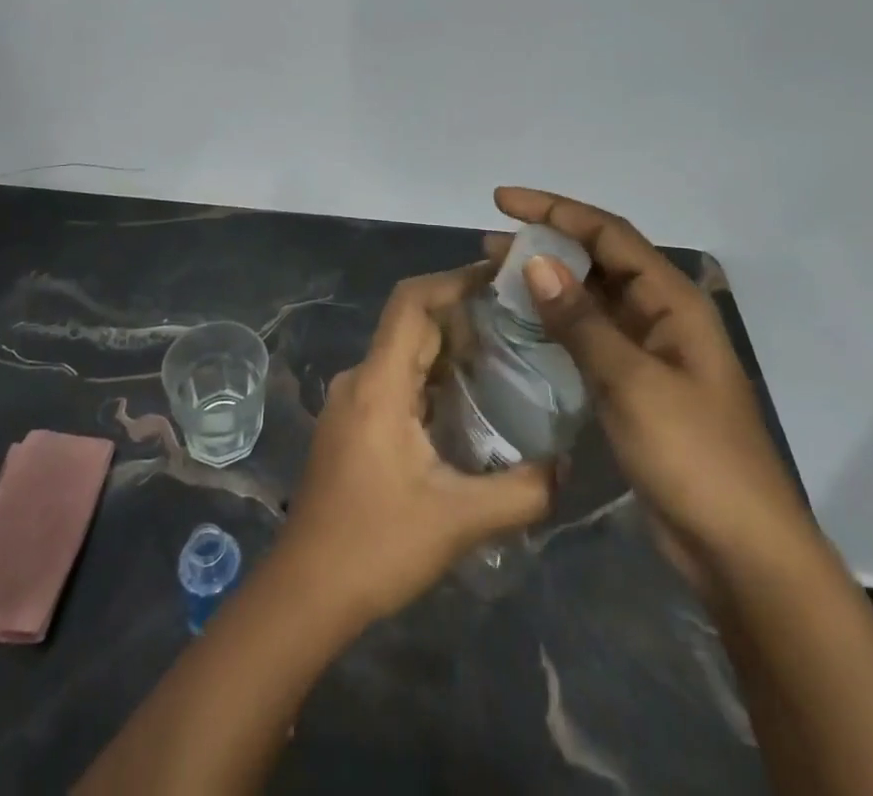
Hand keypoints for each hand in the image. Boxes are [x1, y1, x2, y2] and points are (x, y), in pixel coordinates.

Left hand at [276, 264, 555, 623]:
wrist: (305, 594)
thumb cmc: (376, 548)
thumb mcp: (459, 522)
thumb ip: (522, 491)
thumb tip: (567, 465)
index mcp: (378, 384)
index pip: (412, 302)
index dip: (454, 280)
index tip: (500, 279)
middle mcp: (360, 379)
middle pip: (412, 323)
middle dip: (463, 313)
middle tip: (520, 318)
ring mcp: (351, 401)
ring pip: (405, 352)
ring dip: (450, 347)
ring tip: (506, 353)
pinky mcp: (352, 423)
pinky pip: (397, 379)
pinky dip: (434, 376)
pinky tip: (470, 400)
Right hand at [487, 188, 814, 589]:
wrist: (739, 551)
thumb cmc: (693, 457)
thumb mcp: (632, 382)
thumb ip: (581, 321)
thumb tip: (535, 261)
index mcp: (672, 301)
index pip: (607, 233)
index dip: (555, 210)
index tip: (503, 201)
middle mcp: (660, 314)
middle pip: (598, 259)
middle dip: (546, 243)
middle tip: (490, 244)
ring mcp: (648, 351)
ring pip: (591, 298)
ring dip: (548, 282)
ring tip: (496, 275)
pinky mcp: (634, 385)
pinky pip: (589, 336)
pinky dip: (556, 322)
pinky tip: (523, 324)